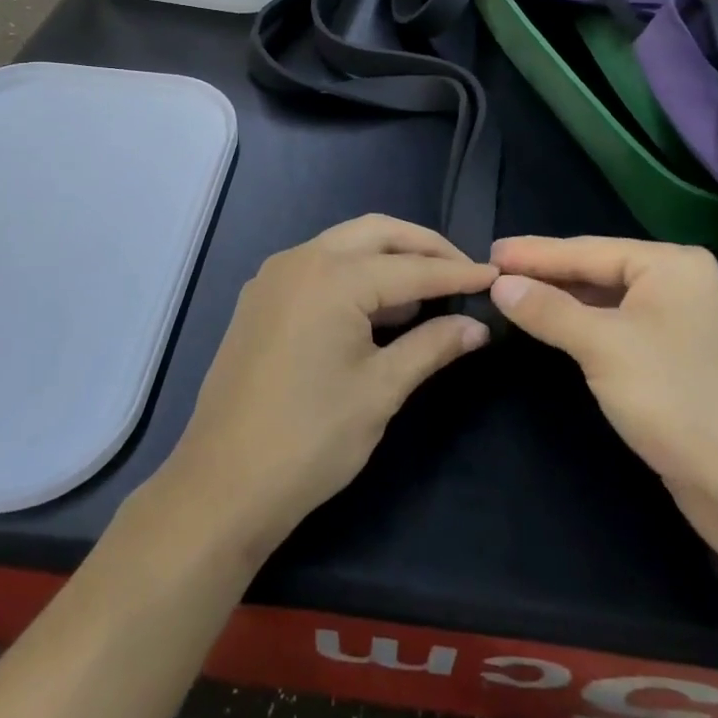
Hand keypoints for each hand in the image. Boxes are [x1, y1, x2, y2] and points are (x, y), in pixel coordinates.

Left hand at [164, 216, 495, 557]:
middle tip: (464, 273)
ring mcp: (275, 276)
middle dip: (424, 248)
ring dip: (389, 256)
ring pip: (346, 244)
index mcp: (333, 277)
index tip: (495, 277)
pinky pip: (320, 265)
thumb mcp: (381, 390)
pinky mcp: (261, 297)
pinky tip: (379, 306)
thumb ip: (432, 346)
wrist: (222, 485)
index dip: (457, 275)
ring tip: (429, 291)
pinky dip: (356, 272)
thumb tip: (478, 327)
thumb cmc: (310, 439)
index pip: (411, 267)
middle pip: (377, 232)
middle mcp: (301, 259)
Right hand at [489, 236, 717, 542]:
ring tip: (516, 295)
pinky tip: (559, 329)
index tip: (490, 250)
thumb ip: (549, 310)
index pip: (588, 250)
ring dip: (566, 302)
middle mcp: (684, 284)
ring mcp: (688, 323)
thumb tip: (501, 283)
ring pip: (611, 302)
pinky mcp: (684, 359)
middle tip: (495, 272)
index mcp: (672, 265)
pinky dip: (589, 327)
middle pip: (600, 271)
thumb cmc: (676, 400)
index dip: (535, 253)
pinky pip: (624, 328)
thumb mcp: (602, 347)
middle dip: (549, 274)